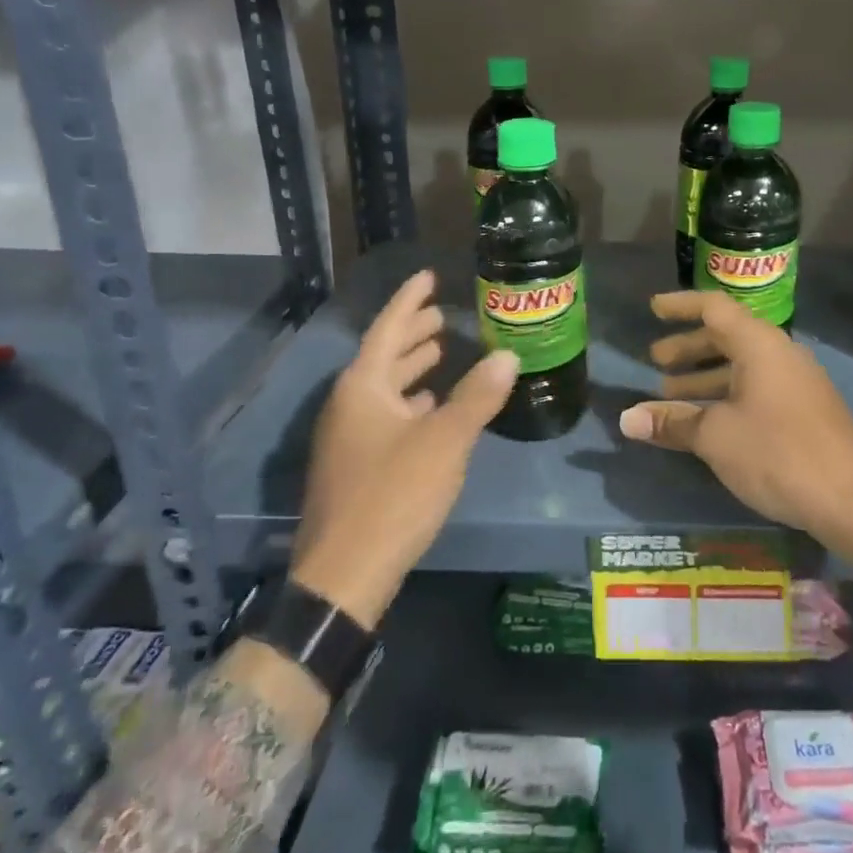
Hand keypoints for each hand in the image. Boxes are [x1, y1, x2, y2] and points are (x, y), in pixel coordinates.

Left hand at [291, 270, 516, 627]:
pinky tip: (431, 407)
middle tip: (443, 315)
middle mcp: (349, 404)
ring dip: (412, 369)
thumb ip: (477, 396)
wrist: (344, 576)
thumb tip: (508, 356)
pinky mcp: (355, 466)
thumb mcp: (444, 441)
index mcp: (363, 387)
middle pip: (384, 356)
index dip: (410, 300)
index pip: (388, 328)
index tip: (429, 276)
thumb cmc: (393, 494)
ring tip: (441, 353)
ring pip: (384, 388)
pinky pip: (385, 415)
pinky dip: (409, 403)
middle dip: (413, 334)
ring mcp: (348, 438)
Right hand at [617, 291, 852, 543]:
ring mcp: (796, 383)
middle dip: (688, 348)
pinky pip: (756, 389)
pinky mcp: (804, 411)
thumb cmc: (778, 453)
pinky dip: (726, 396)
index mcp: (759, 345)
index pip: (714, 308)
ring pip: (741, 367)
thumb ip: (672, 422)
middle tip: (655, 362)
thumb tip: (626, 419)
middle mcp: (779, 354)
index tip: (653, 309)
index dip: (681, 306)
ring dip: (705, 377)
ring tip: (671, 395)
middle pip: (727, 337)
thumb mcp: (716, 437)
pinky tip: (709, 422)